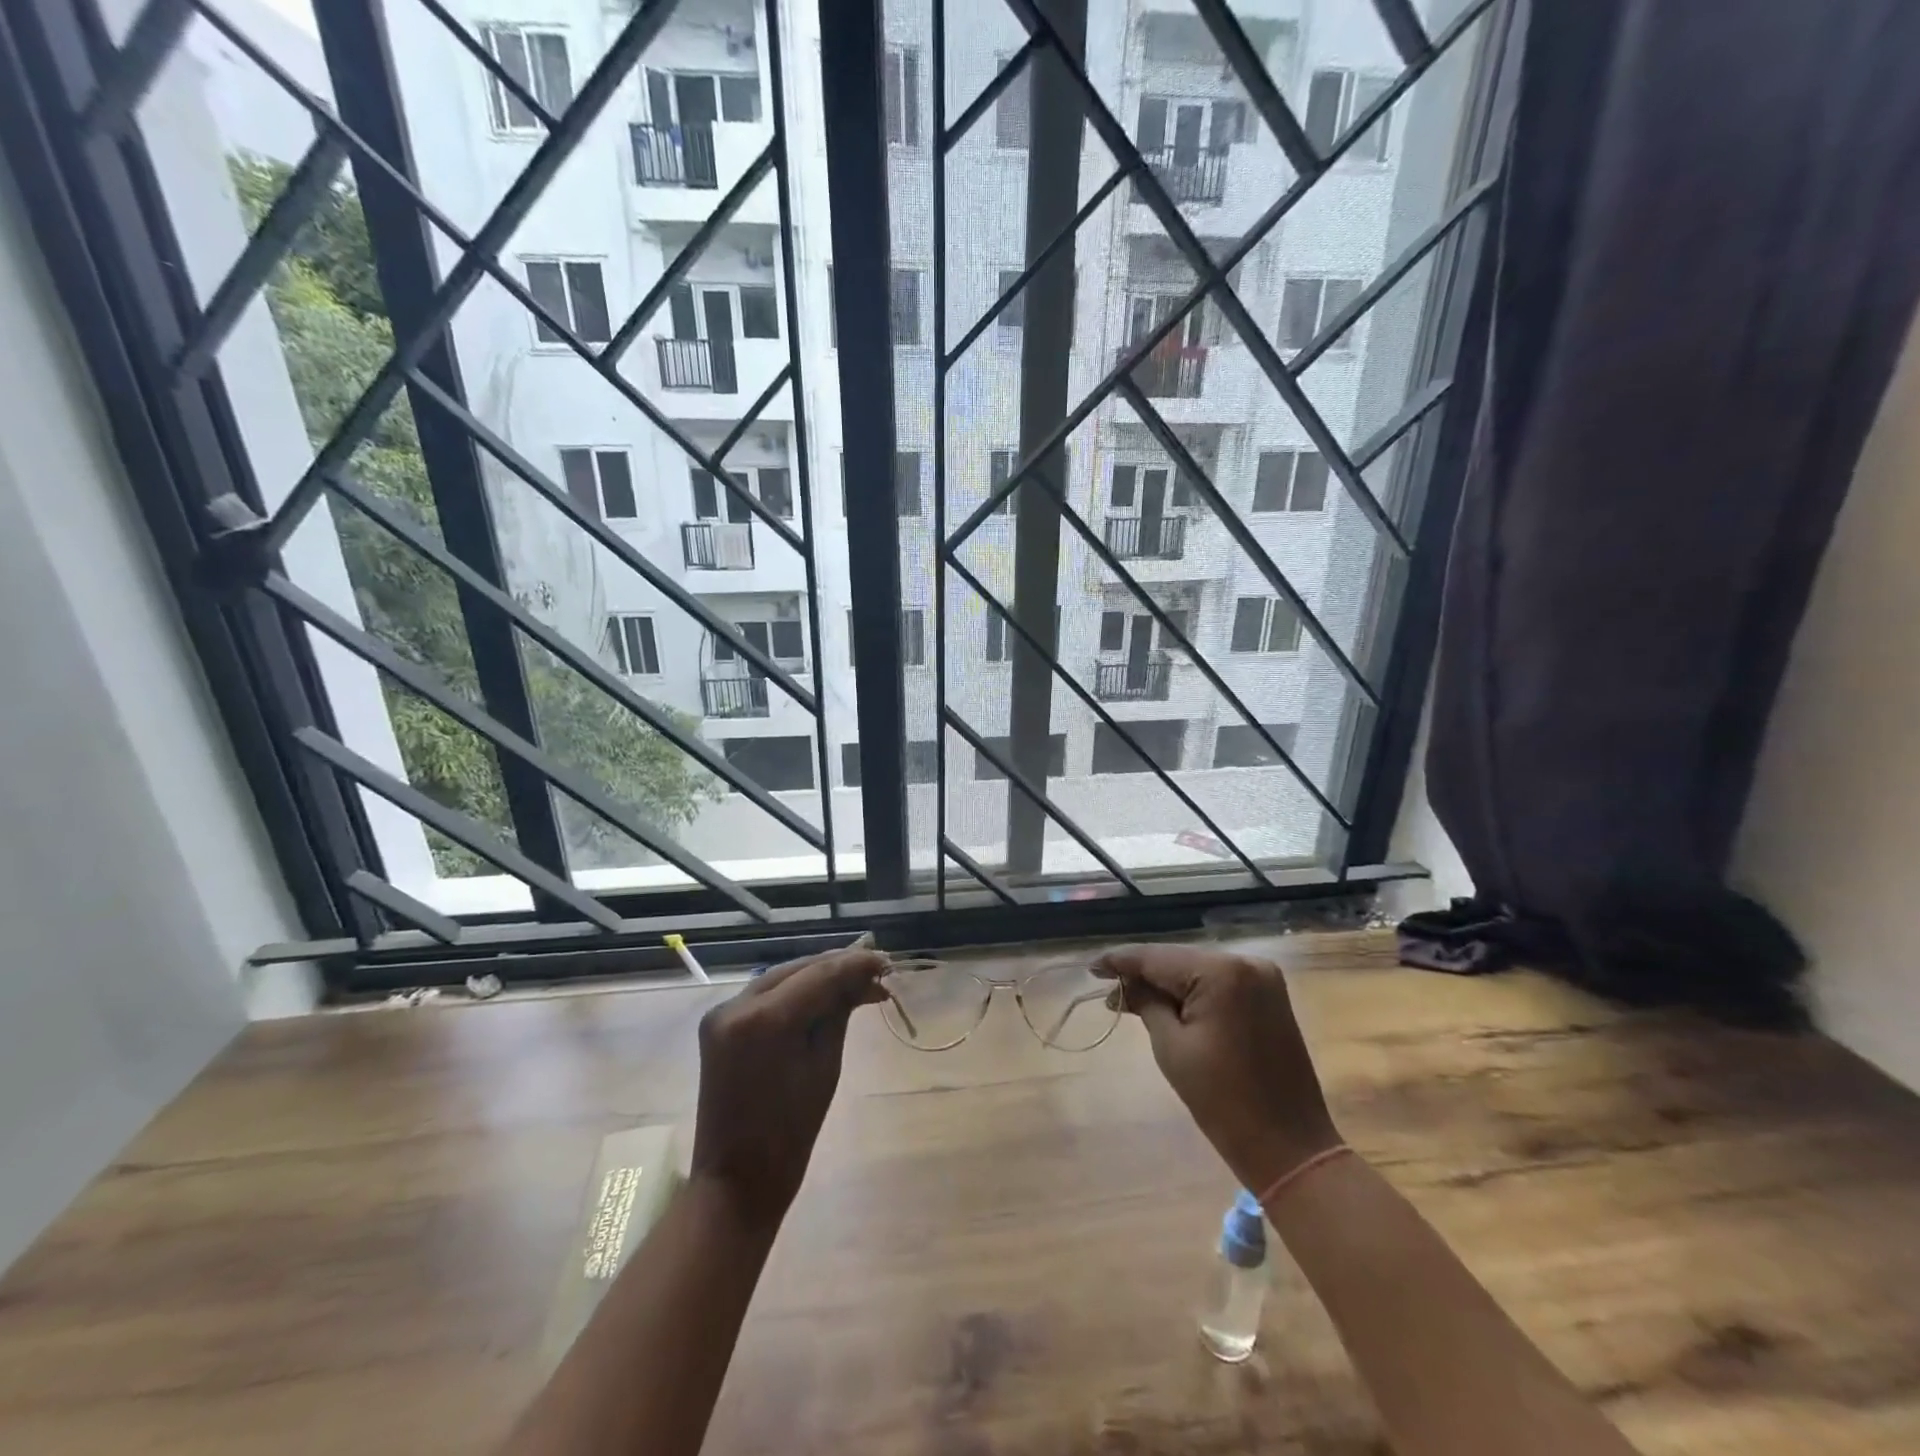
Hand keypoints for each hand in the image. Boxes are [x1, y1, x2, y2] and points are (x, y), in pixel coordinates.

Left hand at [690, 948, 888, 1228]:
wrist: (737, 1181)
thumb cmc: (790, 1133)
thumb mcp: (825, 1065)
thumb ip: (840, 1012)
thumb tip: (863, 978)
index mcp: (763, 1020)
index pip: (818, 975)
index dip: (855, 964)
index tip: (886, 961)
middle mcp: (736, 1005)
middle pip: (797, 970)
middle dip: (837, 966)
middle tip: (877, 970)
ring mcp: (722, 1013)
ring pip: (781, 978)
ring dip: (817, 976)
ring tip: (857, 980)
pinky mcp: (719, 1024)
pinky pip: (765, 996)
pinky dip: (795, 992)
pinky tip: (824, 994)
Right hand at [1098, 944, 1340, 1192]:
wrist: (1289, 1147)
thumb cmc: (1224, 1101)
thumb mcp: (1172, 1048)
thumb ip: (1146, 1004)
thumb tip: (1124, 984)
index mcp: (1222, 972)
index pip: (1157, 957)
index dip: (1120, 961)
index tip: (1091, 967)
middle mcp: (1245, 962)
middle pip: (1179, 960)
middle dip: (1144, 974)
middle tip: (1109, 991)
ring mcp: (1263, 977)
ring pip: (1198, 970)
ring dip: (1167, 984)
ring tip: (1131, 999)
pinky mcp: (1270, 995)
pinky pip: (1219, 983)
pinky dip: (1193, 992)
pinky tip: (1167, 1003)